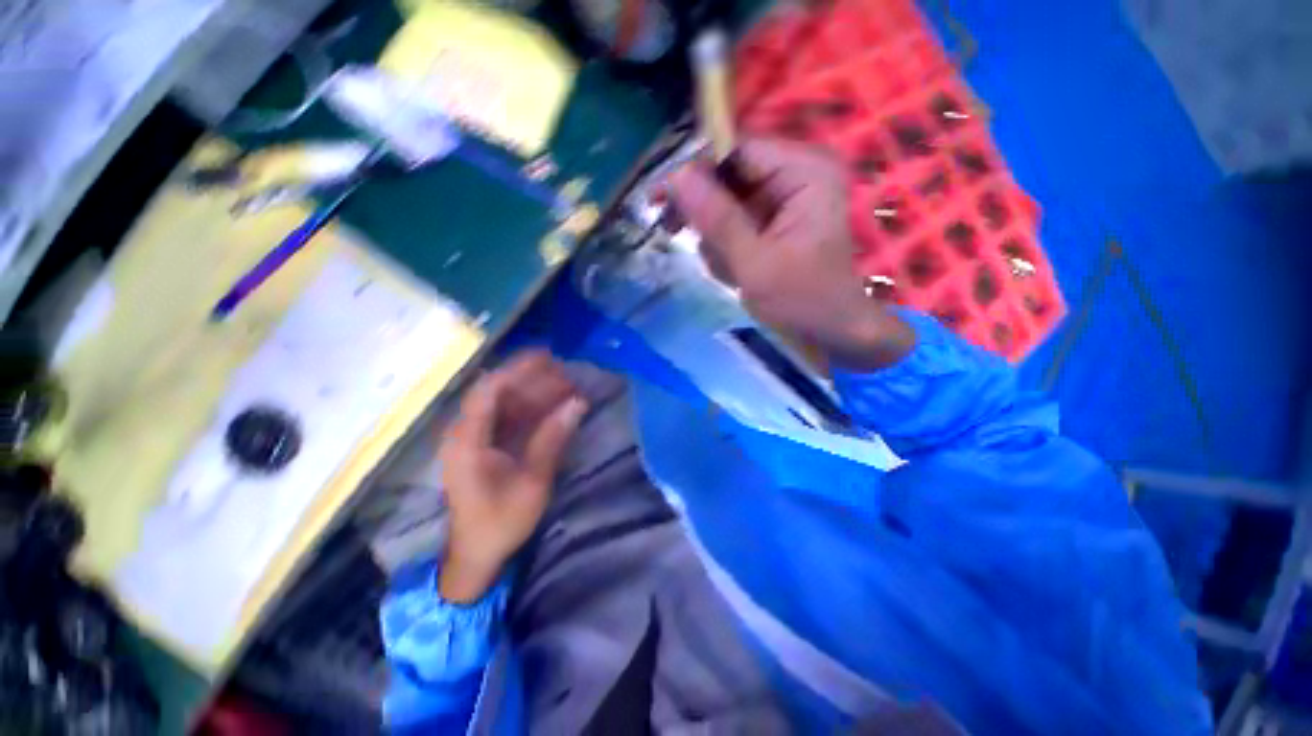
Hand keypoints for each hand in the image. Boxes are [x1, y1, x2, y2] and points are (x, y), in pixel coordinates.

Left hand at [437, 351, 587, 602]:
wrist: (476, 554)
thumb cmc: (501, 521)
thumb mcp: (533, 481)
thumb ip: (553, 438)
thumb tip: (578, 403)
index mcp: (469, 440)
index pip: (489, 390)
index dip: (518, 369)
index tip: (548, 357)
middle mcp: (467, 432)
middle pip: (499, 392)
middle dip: (533, 379)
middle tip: (566, 372)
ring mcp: (476, 438)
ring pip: (506, 403)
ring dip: (536, 392)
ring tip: (568, 385)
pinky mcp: (486, 445)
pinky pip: (509, 417)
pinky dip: (533, 409)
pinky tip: (556, 405)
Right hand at [669, 138, 913, 370]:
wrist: (830, 332)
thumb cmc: (802, 300)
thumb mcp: (755, 263)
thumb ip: (717, 219)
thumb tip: (676, 175)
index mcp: (804, 171)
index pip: (734, 151)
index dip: (694, 172)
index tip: (659, 199)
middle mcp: (795, 173)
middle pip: (727, 176)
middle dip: (707, 217)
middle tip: (682, 239)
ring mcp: (784, 197)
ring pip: (724, 204)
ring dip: (717, 239)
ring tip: (731, 270)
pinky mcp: (774, 219)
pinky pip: (733, 222)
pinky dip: (726, 248)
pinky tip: (735, 271)